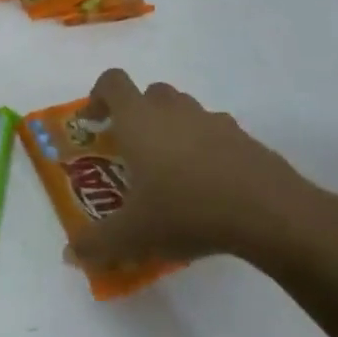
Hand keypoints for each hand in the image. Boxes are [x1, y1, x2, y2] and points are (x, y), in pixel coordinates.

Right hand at [66, 69, 337, 274]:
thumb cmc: (186, 210)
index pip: (112, 82)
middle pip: (149, 93)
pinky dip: (206, 147)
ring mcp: (211, 119)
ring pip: (183, 110)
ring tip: (172, 171)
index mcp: (138, 119)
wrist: (267, 212)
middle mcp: (172, 109)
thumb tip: (70, 254)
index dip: (98, 95)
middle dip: (137, 115)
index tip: (94, 123)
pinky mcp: (243, 137)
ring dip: (172, 128)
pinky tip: (209, 184)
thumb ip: (97, 243)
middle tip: (133, 151)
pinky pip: (215, 132)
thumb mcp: (133, 235)